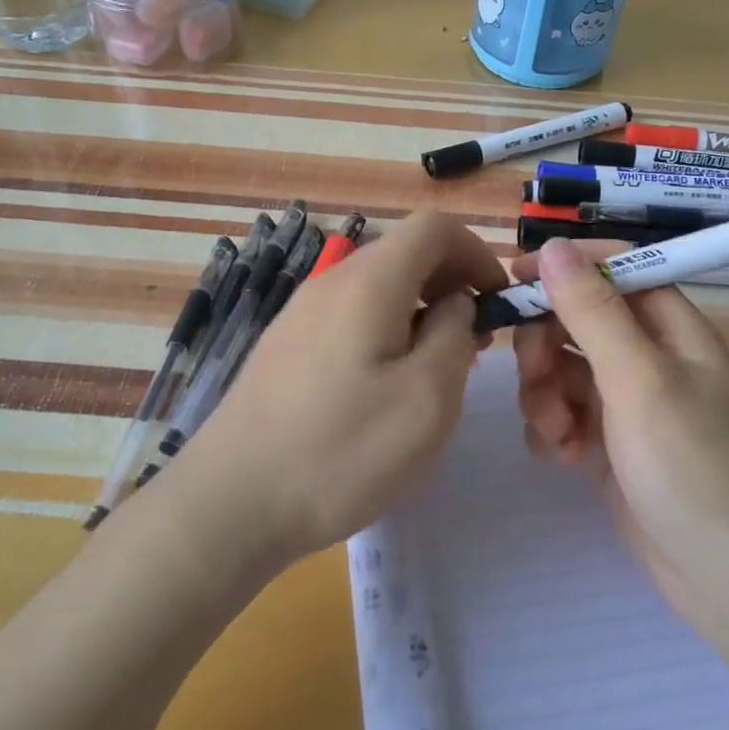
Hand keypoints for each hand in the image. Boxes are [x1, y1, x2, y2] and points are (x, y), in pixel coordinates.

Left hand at [176, 210, 507, 564]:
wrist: (231, 502)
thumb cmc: (342, 451)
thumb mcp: (427, 399)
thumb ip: (455, 336)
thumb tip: (454, 304)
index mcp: (369, 282)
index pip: (434, 226)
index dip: (477, 252)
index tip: (497, 301)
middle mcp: (330, 281)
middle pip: (404, 252)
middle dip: (450, 283)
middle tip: (474, 341)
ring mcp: (300, 312)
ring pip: (376, 286)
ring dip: (418, 310)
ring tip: (433, 368)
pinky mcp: (284, 345)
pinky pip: (348, 315)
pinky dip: (384, 330)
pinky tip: (383, 387)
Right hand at [513, 238, 728, 628]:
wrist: (726, 579)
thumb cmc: (691, 466)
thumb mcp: (638, 380)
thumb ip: (593, 312)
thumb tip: (554, 248)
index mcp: (670, 327)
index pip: (614, 269)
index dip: (566, 268)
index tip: (516, 279)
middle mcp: (649, 355)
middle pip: (577, 319)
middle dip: (546, 346)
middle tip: (535, 378)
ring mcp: (627, 400)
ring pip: (562, 367)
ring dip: (545, 395)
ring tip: (558, 435)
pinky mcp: (609, 440)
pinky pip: (563, 411)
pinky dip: (554, 429)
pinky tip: (563, 459)